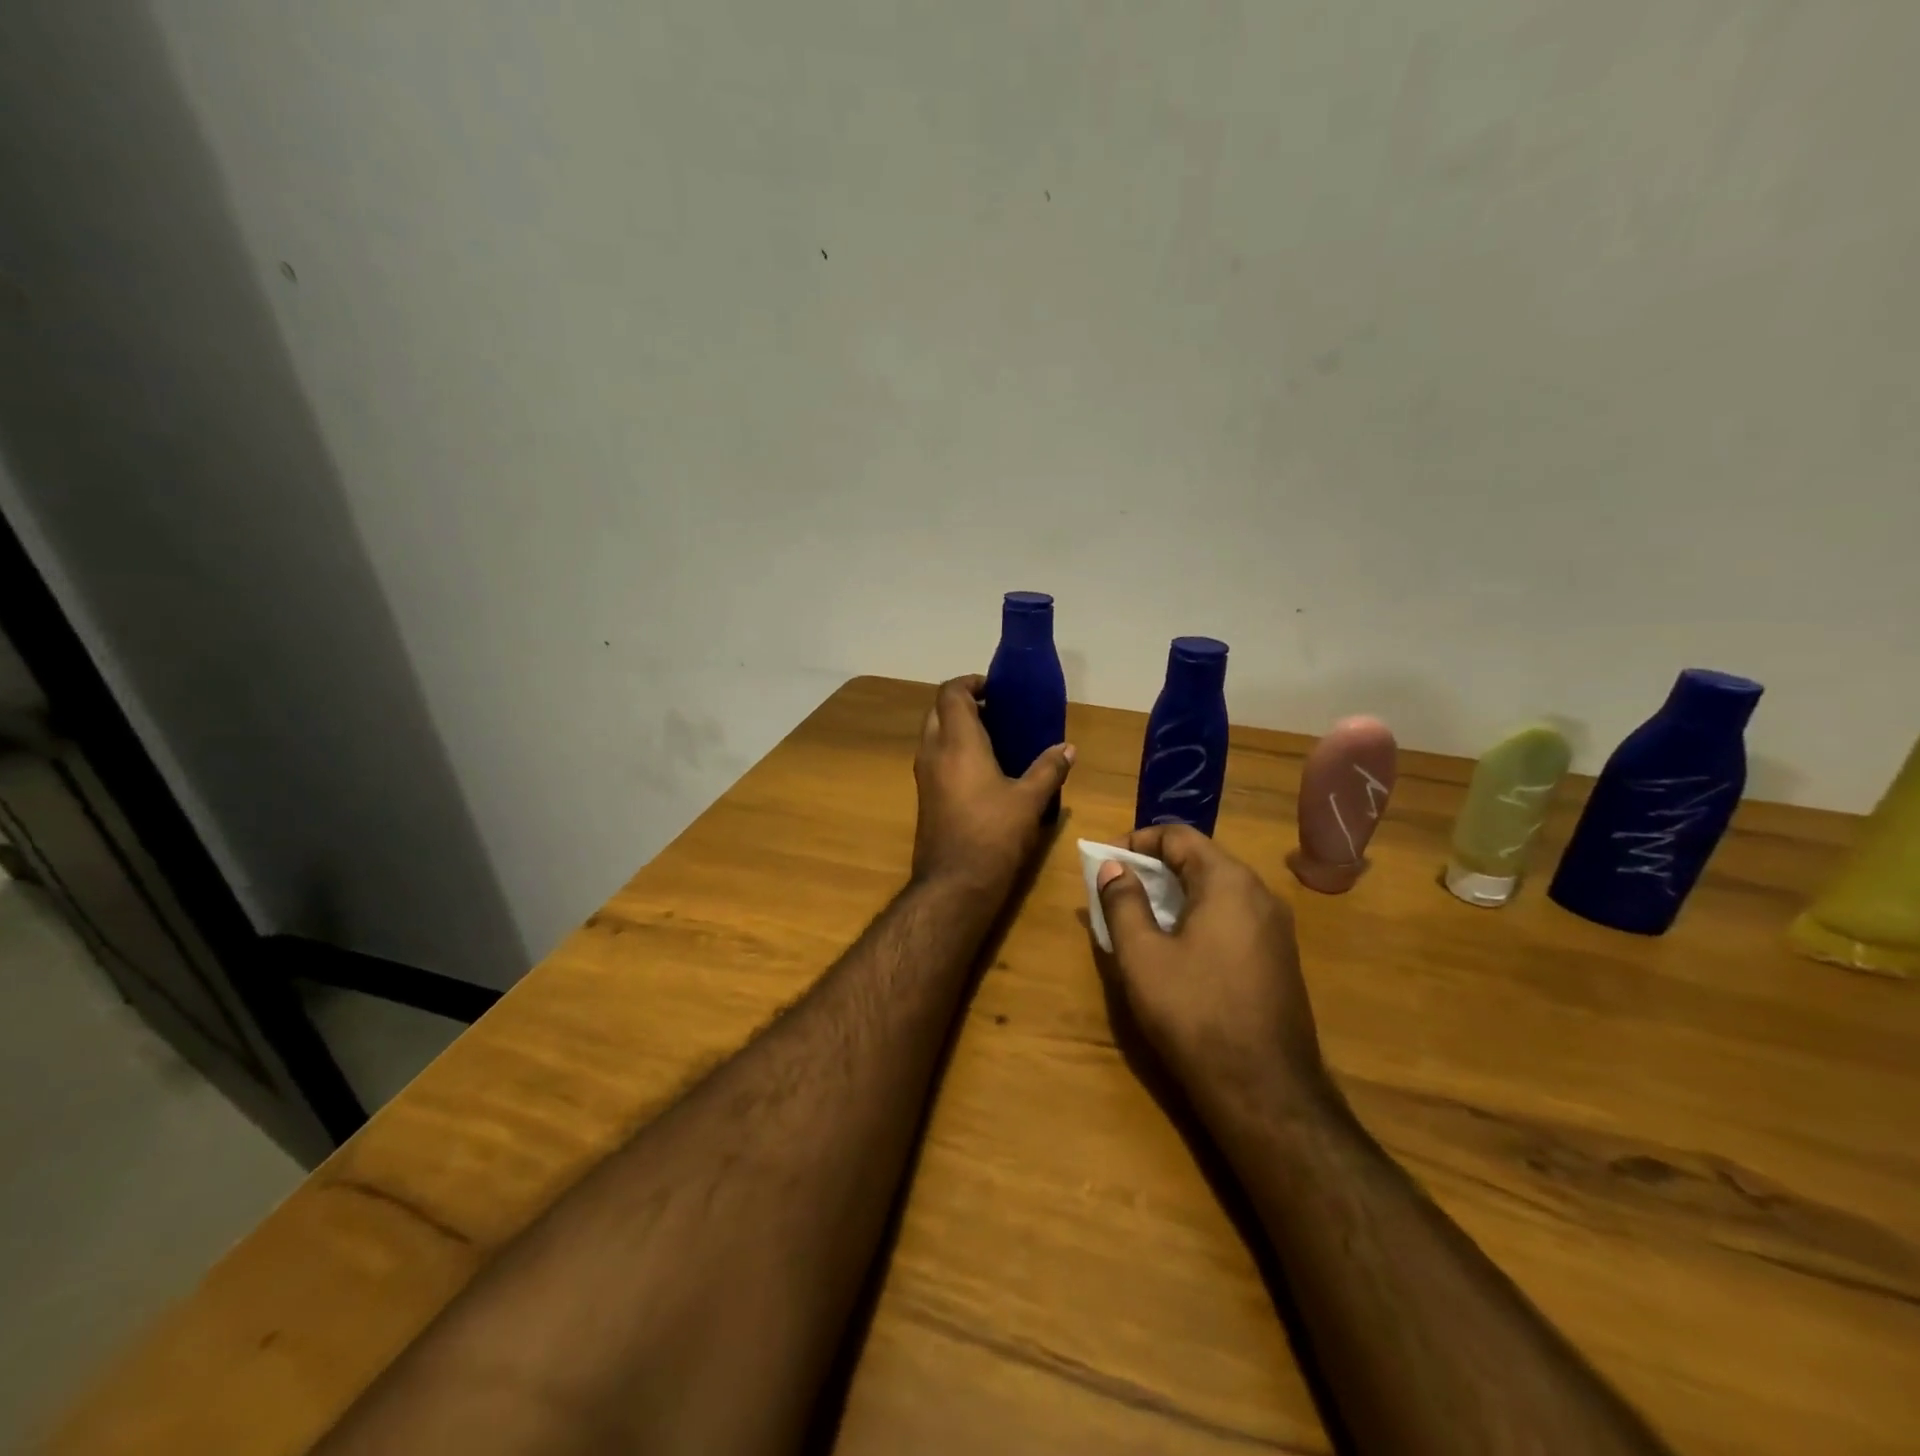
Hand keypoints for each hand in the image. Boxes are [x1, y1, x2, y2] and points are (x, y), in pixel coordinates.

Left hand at [912, 676, 1073, 896]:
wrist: (954, 885)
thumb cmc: (993, 835)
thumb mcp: (1030, 801)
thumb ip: (1049, 769)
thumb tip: (1068, 748)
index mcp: (957, 743)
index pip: (951, 693)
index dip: (970, 682)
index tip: (996, 689)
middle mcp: (933, 752)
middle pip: (938, 710)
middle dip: (964, 704)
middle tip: (997, 712)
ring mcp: (924, 776)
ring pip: (933, 735)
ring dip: (957, 728)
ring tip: (994, 739)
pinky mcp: (924, 797)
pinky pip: (935, 758)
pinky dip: (953, 751)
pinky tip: (983, 771)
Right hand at [1096, 825, 1332, 1121]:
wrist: (1265, 1091)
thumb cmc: (1194, 1013)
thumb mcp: (1143, 956)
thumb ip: (1123, 903)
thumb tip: (1114, 867)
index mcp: (1229, 882)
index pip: (1178, 836)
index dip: (1136, 841)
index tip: (1104, 860)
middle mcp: (1260, 894)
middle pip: (1201, 859)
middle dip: (1154, 867)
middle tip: (1116, 887)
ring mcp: (1276, 928)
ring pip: (1218, 890)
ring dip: (1175, 892)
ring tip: (1139, 915)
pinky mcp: (1279, 959)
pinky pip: (1233, 917)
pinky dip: (1199, 916)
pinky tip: (1177, 946)